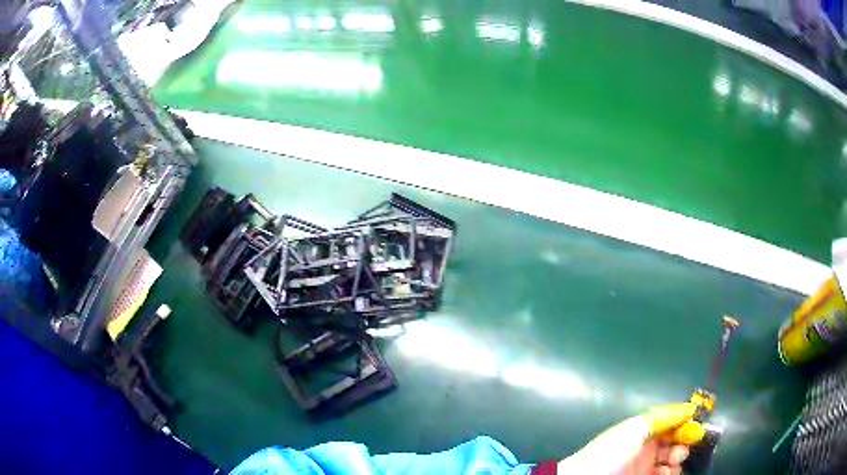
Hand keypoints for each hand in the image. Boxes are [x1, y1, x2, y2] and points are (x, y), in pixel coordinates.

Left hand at [556, 402, 704, 474]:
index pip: (670, 424)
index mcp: (641, 431)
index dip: (683, 424)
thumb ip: (663, 417)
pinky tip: (667, 472)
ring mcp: (644, 467)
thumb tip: (689, 408)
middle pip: (673, 443)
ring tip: (672, 462)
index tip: (694, 426)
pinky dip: (670, 472)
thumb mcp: (636, 428)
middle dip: (683, 443)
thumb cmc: (611, 452)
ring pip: (671, 461)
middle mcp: (645, 449)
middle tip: (680, 449)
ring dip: (677, 460)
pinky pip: (664, 474)